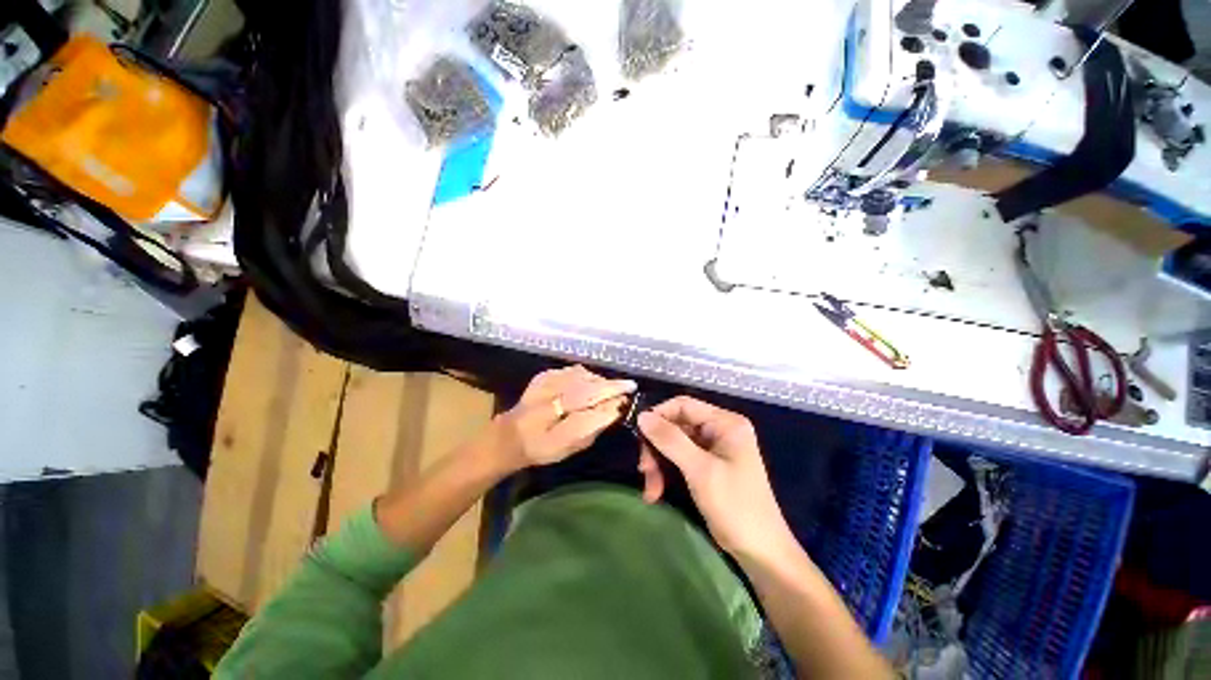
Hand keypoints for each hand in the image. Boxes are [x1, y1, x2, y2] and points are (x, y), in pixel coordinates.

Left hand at [492, 366, 635, 469]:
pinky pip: (571, 370)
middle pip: (586, 386)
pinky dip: (584, 375)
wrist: (511, 436)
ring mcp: (544, 383)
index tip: (630, 391)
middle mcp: (548, 399)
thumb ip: (593, 427)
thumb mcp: (570, 446)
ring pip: (580, 375)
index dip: (611, 396)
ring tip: (607, 388)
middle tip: (626, 387)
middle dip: (609, 385)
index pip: (589, 404)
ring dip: (598, 380)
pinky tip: (588, 383)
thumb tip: (616, 407)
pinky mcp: (543, 375)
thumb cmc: (543, 447)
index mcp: (553, 423)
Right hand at [637, 396, 792, 559]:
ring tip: (651, 490)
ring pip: (673, 444)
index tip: (638, 435)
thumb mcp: (700, 470)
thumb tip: (642, 416)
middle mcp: (719, 430)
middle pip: (676, 426)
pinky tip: (656, 494)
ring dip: (659, 465)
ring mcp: (713, 449)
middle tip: (643, 470)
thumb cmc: (735, 506)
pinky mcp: (707, 466)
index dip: (658, 416)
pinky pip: (679, 460)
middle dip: (657, 448)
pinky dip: (666, 474)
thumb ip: (670, 440)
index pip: (683, 405)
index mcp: (725, 423)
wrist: (760, 552)